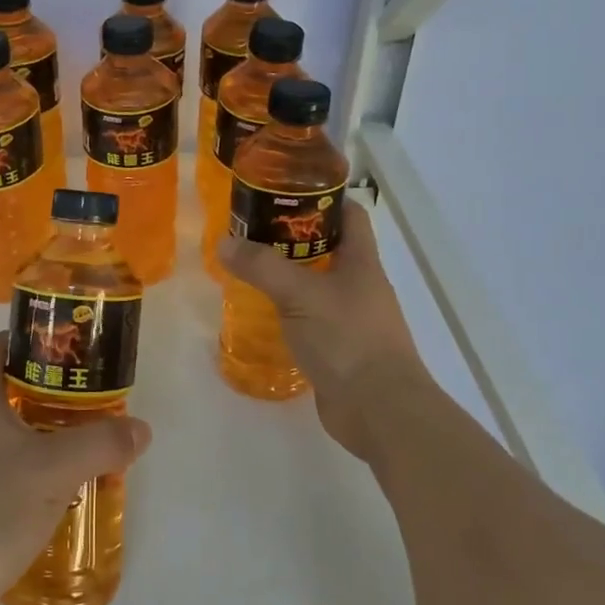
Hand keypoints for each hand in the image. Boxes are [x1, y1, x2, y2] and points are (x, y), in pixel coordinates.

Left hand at [0, 333, 150, 604]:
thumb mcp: (52, 470)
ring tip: (86, 446)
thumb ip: (100, 444)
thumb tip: (139, 429)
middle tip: (89, 399)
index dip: (22, 338)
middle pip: (2, 393)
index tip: (64, 345)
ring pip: (6, 440)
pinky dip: (33, 479)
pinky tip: (63, 499)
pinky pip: (4, 480)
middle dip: (45, 391)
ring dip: (42, 438)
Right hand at [217, 198, 429, 461]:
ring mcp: (352, 319)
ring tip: (250, 270)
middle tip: (253, 233)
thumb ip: (262, 267)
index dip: (323, 199)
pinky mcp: (340, 349)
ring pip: (318, 286)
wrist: (379, 410)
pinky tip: (262, 314)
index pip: (350, 215)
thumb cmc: (347, 339)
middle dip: (294, 239)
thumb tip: (225, 242)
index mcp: (362, 263)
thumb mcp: (300, 295)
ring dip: (289, 277)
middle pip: (330, 249)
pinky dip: (289, 313)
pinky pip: (312, 320)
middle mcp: (361, 286)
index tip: (285, 194)